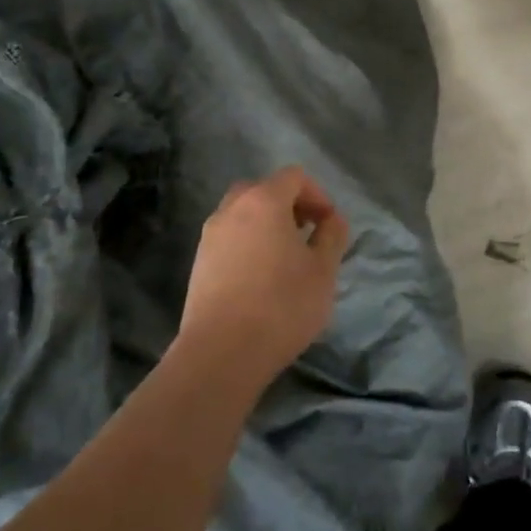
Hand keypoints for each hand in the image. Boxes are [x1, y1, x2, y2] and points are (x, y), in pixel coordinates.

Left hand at [176, 167, 349, 392]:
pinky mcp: (198, 263)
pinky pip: (229, 238)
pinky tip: (261, 278)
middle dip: (288, 205)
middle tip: (307, 233)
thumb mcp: (323, 270)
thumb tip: (332, 220)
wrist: (221, 353)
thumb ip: (332, 236)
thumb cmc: (282, 305)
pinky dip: (247, 244)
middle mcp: (232, 209)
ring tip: (285, 259)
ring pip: (242, 214)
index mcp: (264, 201)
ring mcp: (210, 236)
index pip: (294, 177)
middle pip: (263, 190)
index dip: (317, 194)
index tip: (329, 224)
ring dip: (266, 225)